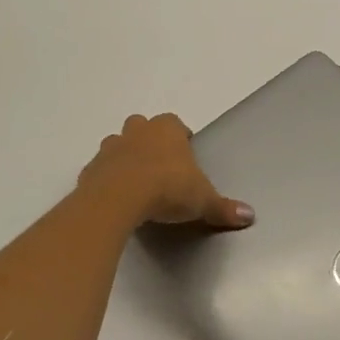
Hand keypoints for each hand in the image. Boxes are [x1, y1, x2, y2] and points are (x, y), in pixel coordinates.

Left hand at [75, 114, 254, 229]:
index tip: (185, 153)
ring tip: (136, 181)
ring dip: (125, 157)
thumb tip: (250, 216)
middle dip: (148, 140)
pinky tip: (116, 197)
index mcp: (167, 131)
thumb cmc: (168, 189)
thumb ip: (223, 208)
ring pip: (117, 144)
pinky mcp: (90, 170)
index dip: (180, 136)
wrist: (118, 199)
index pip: (175, 123)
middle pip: (141, 126)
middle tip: (160, 165)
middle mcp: (137, 132)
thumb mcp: (202, 201)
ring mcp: (110, 149)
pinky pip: (100, 169)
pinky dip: (106, 178)